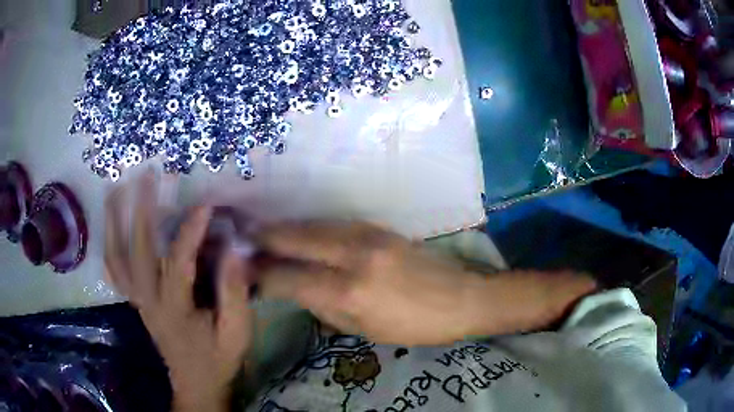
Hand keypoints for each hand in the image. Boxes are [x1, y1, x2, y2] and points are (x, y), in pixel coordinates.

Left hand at [105, 173, 253, 411]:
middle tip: (147, 176)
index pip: (178, 262)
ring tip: (116, 189)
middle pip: (137, 250)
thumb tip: (234, 251)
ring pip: (116, 257)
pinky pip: (114, 271)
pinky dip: (109, 245)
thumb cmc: (218, 359)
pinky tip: (110, 225)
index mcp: (174, 310)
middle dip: (140, 209)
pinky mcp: (135, 301)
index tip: (205, 205)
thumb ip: (235, 294)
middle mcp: (148, 301)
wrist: (196, 383)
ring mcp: (137, 300)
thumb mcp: (236, 333)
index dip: (191, 232)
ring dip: (114, 222)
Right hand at [257, 221, 596, 345]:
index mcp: (349, 291)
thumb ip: (324, 307)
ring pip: (312, 224)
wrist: (463, 297)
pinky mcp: (379, 226)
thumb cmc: (415, 326)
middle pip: (294, 238)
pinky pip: (332, 223)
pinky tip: (301, 231)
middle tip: (242, 238)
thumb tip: (293, 288)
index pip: (288, 277)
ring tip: (264, 232)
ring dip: (285, 228)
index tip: (244, 272)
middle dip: (264, 238)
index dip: (261, 274)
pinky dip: (310, 227)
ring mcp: (368, 234)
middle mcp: (353, 255)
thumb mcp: (365, 330)